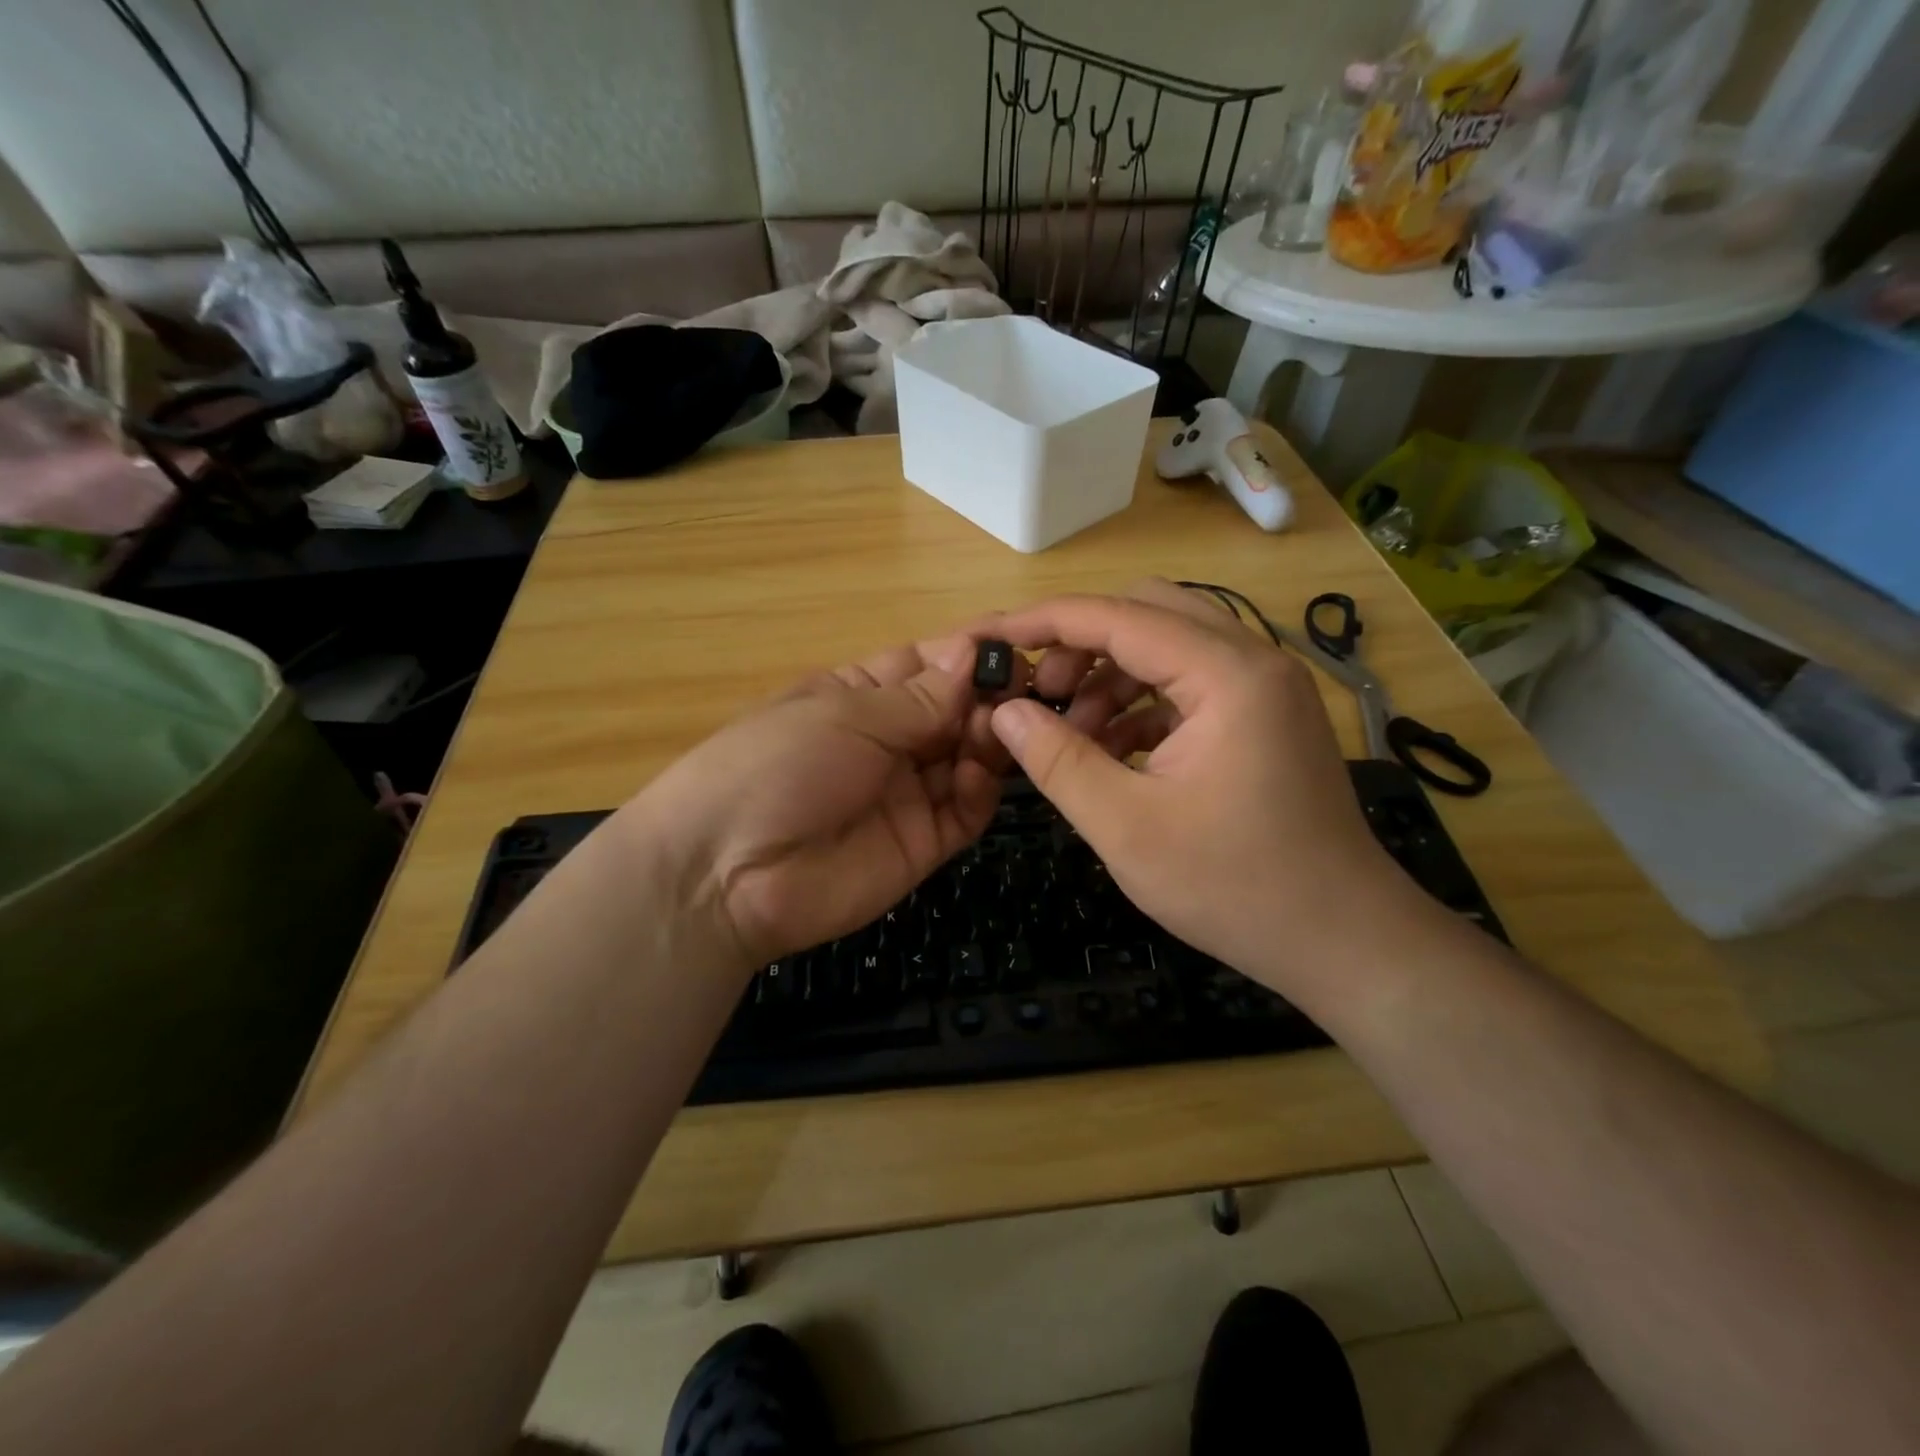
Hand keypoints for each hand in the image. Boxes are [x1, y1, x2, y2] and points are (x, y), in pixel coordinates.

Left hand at [619, 632, 1024, 969]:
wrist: (727, 875)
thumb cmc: (776, 766)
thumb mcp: (844, 716)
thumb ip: (917, 697)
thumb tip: (973, 654)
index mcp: (860, 695)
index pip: (927, 665)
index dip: (969, 653)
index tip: (1017, 641)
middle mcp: (889, 740)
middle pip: (955, 711)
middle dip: (989, 696)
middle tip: (1025, 690)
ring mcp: (907, 793)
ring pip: (968, 757)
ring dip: (990, 739)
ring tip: (1005, 730)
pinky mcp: (922, 842)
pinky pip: (965, 811)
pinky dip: (980, 790)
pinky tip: (976, 777)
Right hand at [986, 580, 1417, 991]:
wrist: (1342, 939)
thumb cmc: (1234, 886)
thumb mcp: (1126, 827)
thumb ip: (1058, 761)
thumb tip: (1005, 712)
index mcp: (1226, 674)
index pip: (1117, 616)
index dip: (1044, 622)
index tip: (990, 638)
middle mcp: (1253, 660)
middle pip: (1147, 613)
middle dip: (1081, 644)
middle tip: (1040, 695)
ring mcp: (1265, 688)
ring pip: (1168, 647)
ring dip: (1111, 677)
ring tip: (1072, 735)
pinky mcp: (1265, 717)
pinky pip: (1190, 685)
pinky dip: (1143, 704)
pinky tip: (1114, 751)